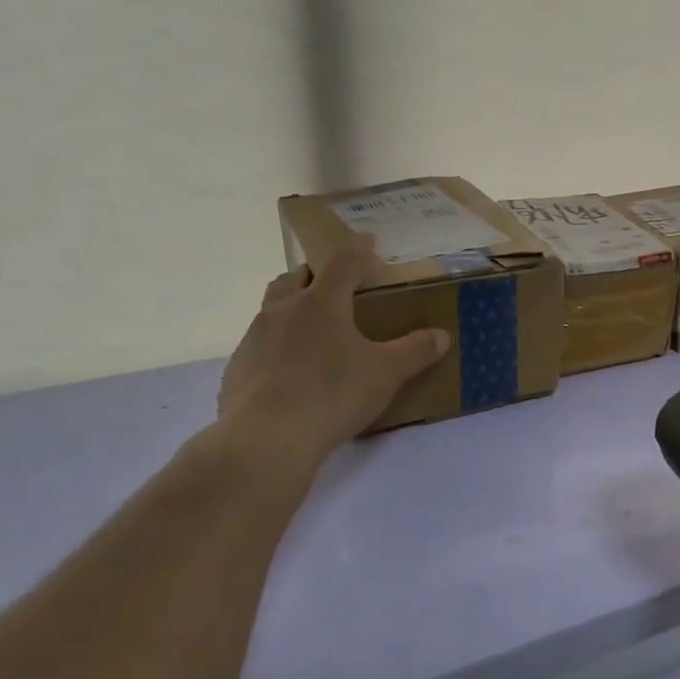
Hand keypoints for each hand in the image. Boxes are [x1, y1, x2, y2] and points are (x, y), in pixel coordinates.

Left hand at [217, 241, 450, 457]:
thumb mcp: (386, 373)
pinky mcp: (238, 368)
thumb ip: (415, 351)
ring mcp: (254, 338)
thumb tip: (441, 335)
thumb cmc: (332, 394)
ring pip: (272, 309)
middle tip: (333, 287)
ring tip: (313, 332)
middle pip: (295, 278)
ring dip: (291, 309)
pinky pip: (260, 346)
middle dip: (314, 275)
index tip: (368, 240)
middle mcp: (283, 310)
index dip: (359, 249)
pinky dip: (277, 347)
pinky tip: (291, 373)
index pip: (343, 263)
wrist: (266, 438)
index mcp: (321, 303)